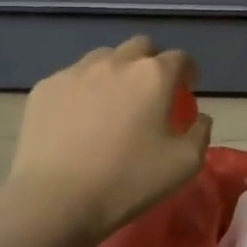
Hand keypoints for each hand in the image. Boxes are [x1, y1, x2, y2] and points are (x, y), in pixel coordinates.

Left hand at [8, 36, 213, 246]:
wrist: (55, 199)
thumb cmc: (127, 181)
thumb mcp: (184, 165)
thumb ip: (200, 133)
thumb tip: (200, 118)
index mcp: (153, 76)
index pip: (180, 58)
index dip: (187, 72)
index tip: (186, 90)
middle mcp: (116, 62)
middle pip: (141, 47)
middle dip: (151, 62)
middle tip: (150, 92)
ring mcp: (76, 71)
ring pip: (103, 58)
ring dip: (115, 72)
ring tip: (111, 102)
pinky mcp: (45, 87)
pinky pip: (72, 78)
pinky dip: (82, 90)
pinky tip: (77, 120)